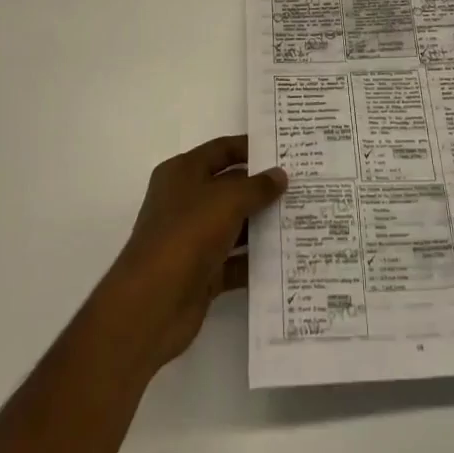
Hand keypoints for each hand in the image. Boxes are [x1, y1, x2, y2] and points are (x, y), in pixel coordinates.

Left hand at [97, 136, 286, 373]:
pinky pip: (234, 260)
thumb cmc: (187, 234)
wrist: (152, 304)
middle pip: (230, 187)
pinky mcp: (201, 272)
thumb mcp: (227, 200)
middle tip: (301, 186)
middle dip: (262, 188)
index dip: (251, 148)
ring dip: (262, 224)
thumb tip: (280, 175)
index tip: (284, 151)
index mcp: (183, 173)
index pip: (221, 151)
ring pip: (234, 224)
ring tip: (300, 219)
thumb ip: (257, 186)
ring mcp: (192, 238)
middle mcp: (185, 201)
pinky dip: (255, 259)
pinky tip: (285, 257)